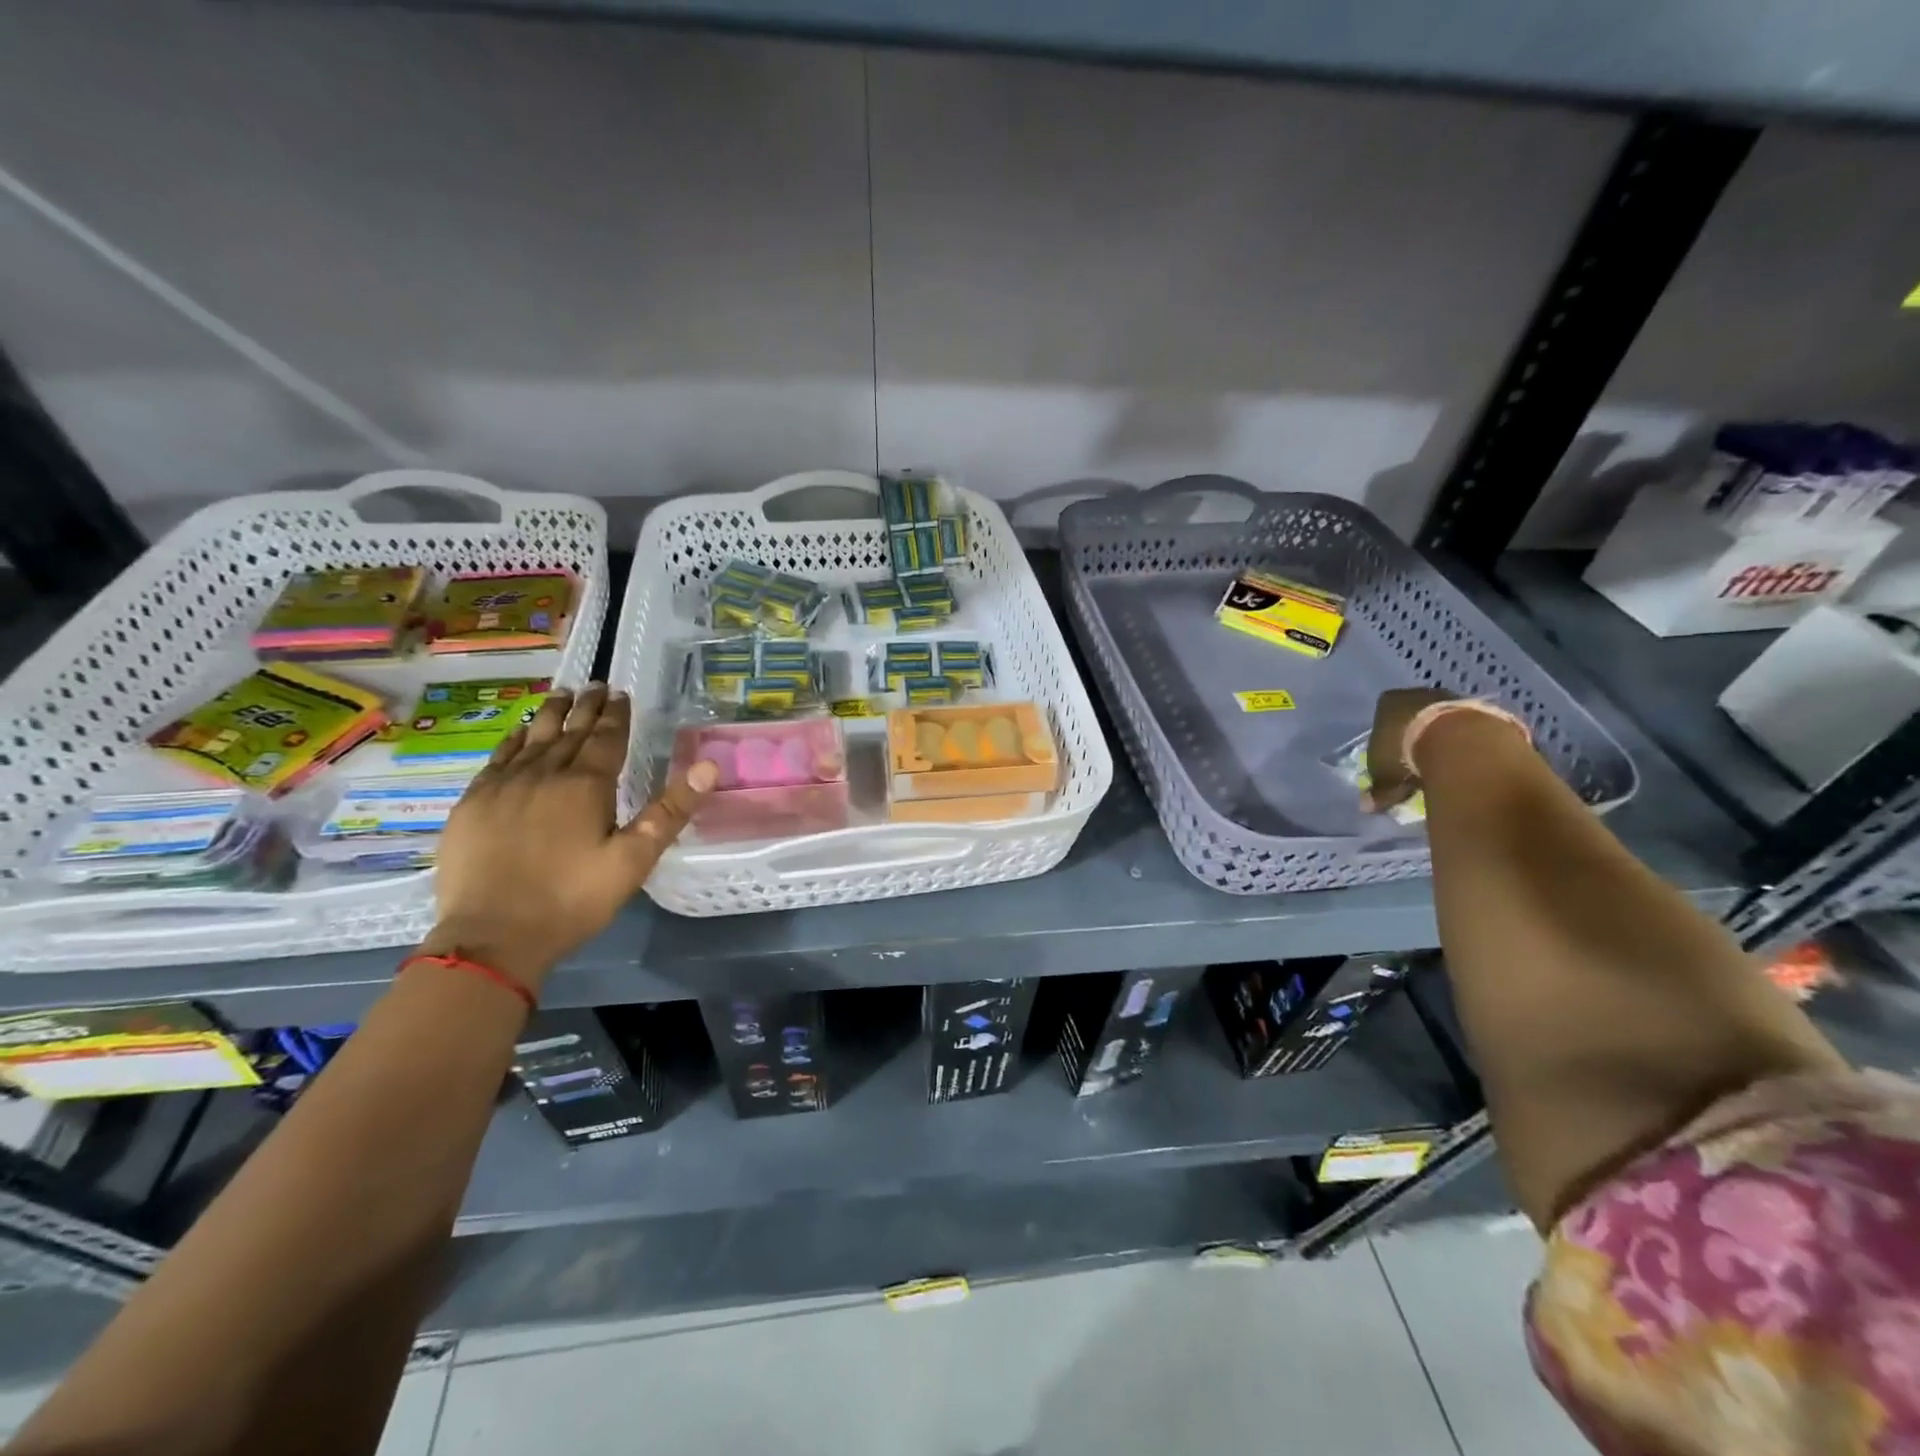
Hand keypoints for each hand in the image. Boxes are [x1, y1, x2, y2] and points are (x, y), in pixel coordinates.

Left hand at [424, 684, 715, 991]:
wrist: (493, 937)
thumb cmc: (573, 900)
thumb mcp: (635, 860)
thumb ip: (671, 810)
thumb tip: (708, 766)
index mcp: (586, 786)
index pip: (606, 739)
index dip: (615, 715)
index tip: (621, 693)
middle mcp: (544, 775)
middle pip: (569, 732)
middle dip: (586, 707)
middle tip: (595, 684)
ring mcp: (503, 787)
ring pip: (532, 739)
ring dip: (550, 715)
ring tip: (561, 694)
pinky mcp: (473, 804)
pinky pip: (496, 759)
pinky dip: (512, 740)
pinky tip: (518, 733)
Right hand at [1362, 687, 1457, 812]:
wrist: (1462, 743)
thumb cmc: (1407, 754)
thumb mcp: (1385, 777)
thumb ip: (1378, 790)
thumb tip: (1367, 806)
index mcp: (1388, 702)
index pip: (1382, 716)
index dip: (1385, 737)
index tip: (1390, 755)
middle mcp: (1417, 694)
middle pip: (1412, 716)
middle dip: (1414, 736)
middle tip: (1416, 761)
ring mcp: (1451, 697)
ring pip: (1441, 719)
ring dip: (1443, 737)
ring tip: (1446, 764)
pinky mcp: (1480, 707)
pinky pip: (1466, 726)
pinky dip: (1466, 741)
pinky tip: (1468, 760)